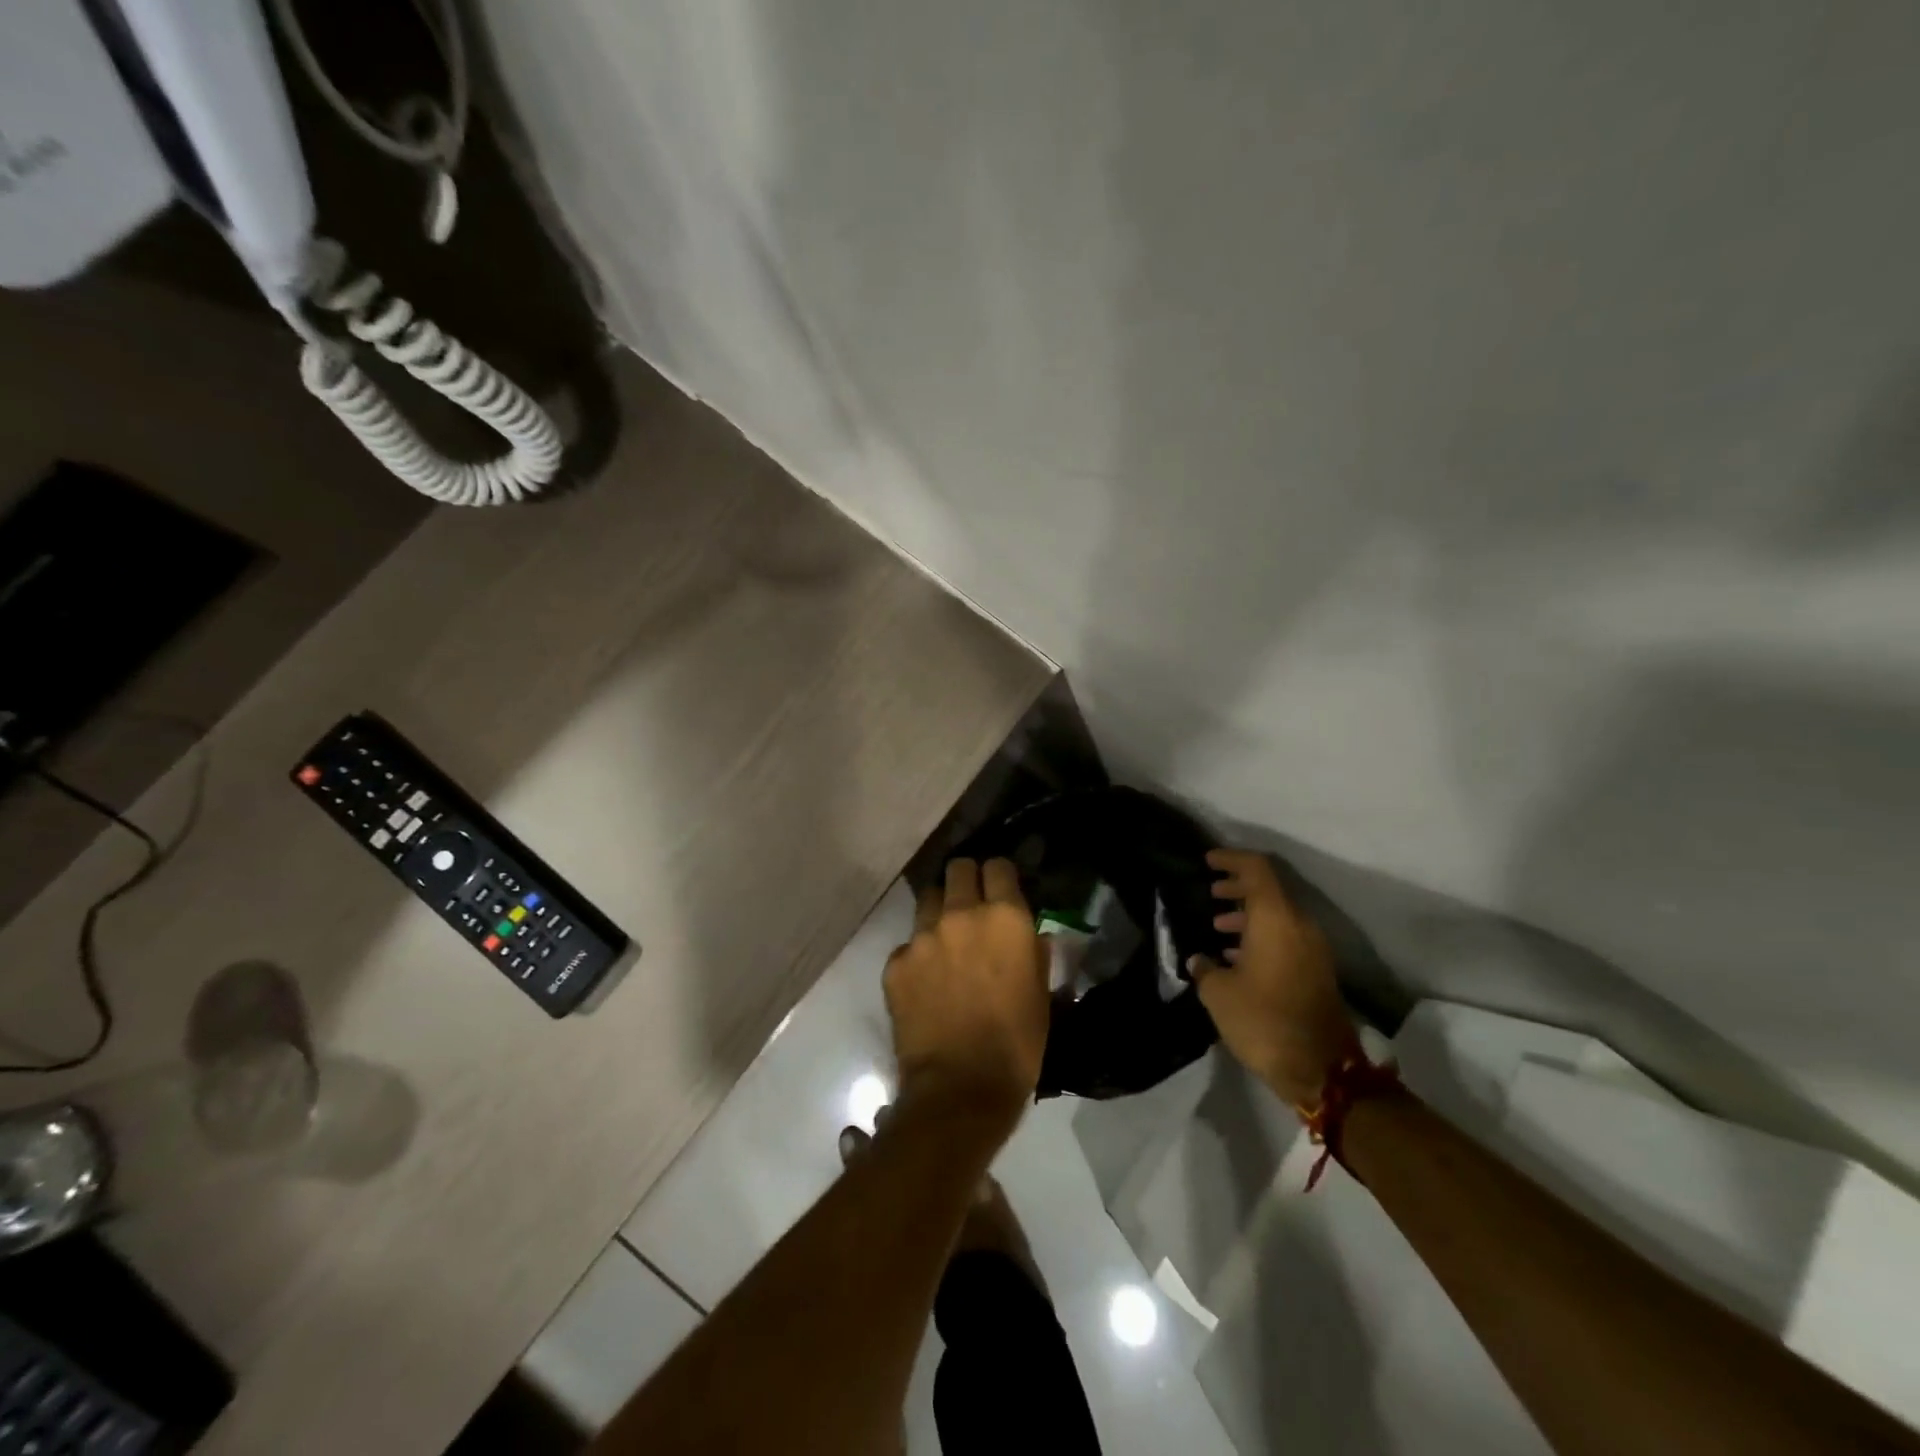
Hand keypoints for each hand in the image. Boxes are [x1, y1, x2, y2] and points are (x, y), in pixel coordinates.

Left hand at [883, 858, 1048, 1131]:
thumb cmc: (1017, 1044)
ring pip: (928, 898)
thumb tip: (1028, 934)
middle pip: (958, 868)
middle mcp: (962, 914)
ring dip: (939, 910)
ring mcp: (923, 936)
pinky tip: (925, 981)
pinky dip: (918, 954)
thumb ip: (1034, 952)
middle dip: (966, 880)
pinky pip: (908, 943)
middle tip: (971, 905)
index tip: (1001, 889)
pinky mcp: (896, 962)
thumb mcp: (1041, 994)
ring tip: (945, 938)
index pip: (998, 866)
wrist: (961, 1088)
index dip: (1000, 875)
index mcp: (1005, 918)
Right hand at [1189, 848, 1359, 1108]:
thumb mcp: (1220, 994)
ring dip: (1248, 915)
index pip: (1256, 869)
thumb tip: (1199, 960)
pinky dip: (1261, 936)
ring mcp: (1313, 949)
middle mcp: (1299, 925)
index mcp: (1276, 919)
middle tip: (1210, 892)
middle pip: (1269, 890)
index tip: (1207, 861)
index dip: (1230, 859)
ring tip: (1217, 926)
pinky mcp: (1316, 971)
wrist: (1323, 1070)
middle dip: (1237, 887)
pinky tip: (1236, 956)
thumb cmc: (1264, 1021)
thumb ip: (1205, 968)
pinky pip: (1286, 938)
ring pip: (1278, 916)